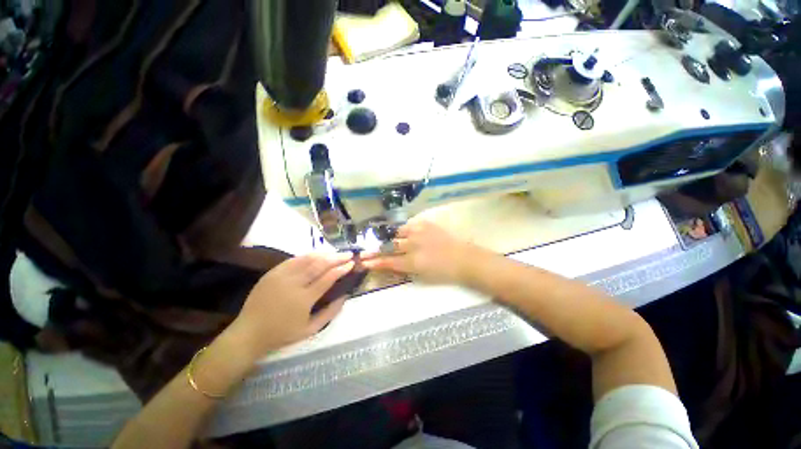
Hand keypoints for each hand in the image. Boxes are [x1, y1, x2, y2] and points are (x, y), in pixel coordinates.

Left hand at [226, 252, 353, 360]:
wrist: (249, 333)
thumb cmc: (282, 333)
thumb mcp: (310, 330)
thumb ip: (330, 313)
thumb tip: (345, 295)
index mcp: (303, 299)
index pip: (327, 278)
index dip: (341, 269)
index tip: (351, 263)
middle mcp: (293, 284)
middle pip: (319, 265)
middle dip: (336, 258)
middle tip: (348, 254)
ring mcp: (281, 276)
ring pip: (307, 259)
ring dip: (324, 254)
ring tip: (335, 253)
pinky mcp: (272, 273)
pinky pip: (293, 259)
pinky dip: (308, 255)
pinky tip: (317, 255)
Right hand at [362, 220, 477, 284]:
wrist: (464, 259)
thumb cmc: (444, 272)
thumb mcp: (422, 276)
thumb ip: (405, 269)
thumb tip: (391, 265)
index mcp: (413, 262)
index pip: (389, 261)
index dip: (375, 262)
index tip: (363, 261)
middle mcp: (413, 245)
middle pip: (390, 246)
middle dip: (376, 249)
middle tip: (367, 250)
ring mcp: (420, 232)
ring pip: (398, 233)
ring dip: (391, 238)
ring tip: (388, 240)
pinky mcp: (426, 224)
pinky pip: (409, 225)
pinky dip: (404, 230)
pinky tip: (403, 233)